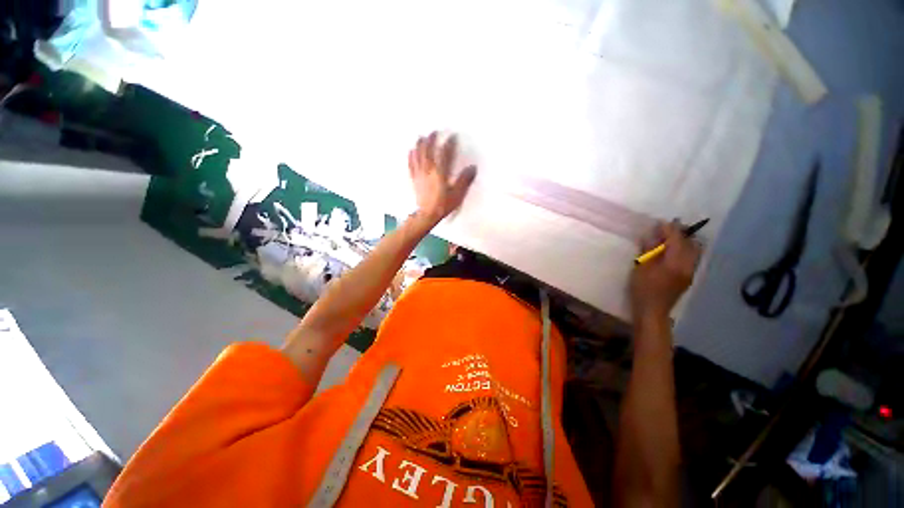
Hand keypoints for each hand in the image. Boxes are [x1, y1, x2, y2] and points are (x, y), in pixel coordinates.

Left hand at [409, 132, 477, 225]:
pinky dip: (411, 156)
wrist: (427, 215)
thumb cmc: (442, 205)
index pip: (445, 154)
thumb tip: (472, 168)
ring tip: (421, 137)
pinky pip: (411, 165)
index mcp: (440, 173)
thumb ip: (464, 180)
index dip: (449, 144)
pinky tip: (411, 151)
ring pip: (418, 155)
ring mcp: (420, 174)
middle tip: (434, 132)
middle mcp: (429, 170)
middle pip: (428, 151)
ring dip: (420, 145)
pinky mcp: (415, 179)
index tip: (452, 137)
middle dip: (431, 140)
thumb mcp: (457, 194)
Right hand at [630, 222, 701, 319]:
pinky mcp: (687, 278)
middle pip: (690, 244)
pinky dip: (684, 251)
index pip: (676, 240)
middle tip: (666, 229)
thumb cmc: (643, 289)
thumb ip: (649, 250)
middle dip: (680, 234)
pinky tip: (673, 252)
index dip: (669, 229)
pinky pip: (691, 259)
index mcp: (675, 262)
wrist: (652, 311)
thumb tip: (652, 235)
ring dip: (683, 242)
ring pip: (693, 251)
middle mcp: (687, 265)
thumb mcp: (641, 267)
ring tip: (670, 239)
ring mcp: (690, 272)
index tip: (660, 222)